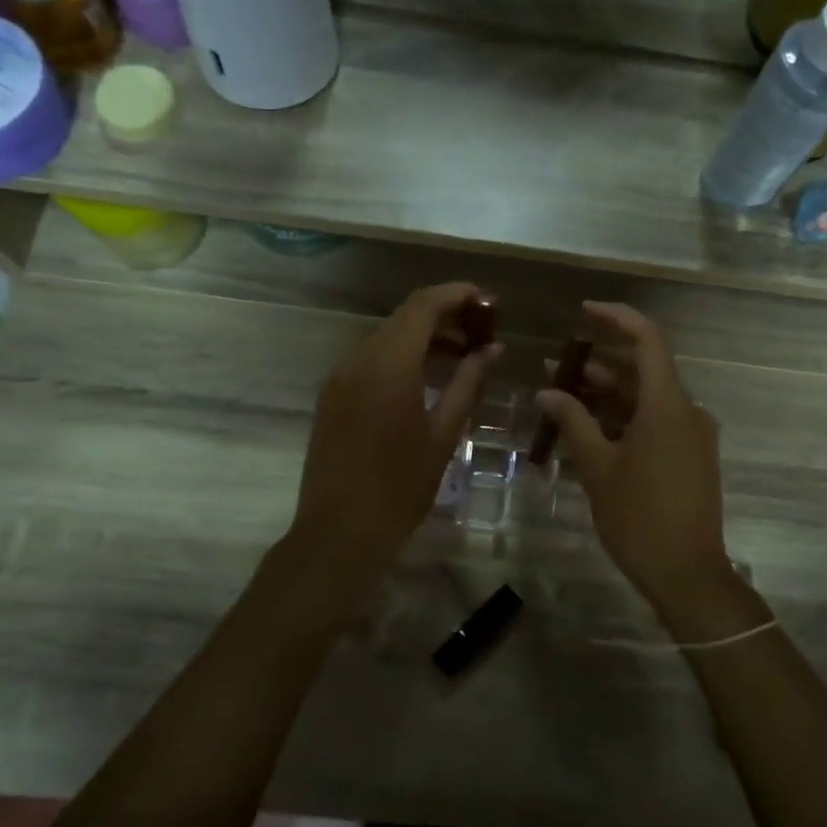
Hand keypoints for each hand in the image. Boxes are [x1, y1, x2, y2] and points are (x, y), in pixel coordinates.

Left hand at [291, 282, 501, 576]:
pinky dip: (402, 356)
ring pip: (387, 337)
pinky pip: (371, 360)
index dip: (458, 295)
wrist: (339, 532)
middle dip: (445, 315)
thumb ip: (469, 384)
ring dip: (424, 337)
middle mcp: (359, 359)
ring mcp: (340, 377)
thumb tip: (493, 350)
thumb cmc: (400, 487)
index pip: (424, 305)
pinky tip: (427, 378)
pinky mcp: (332, 396)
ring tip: (463, 356)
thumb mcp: (443, 434)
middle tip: (483, 332)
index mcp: (389, 364)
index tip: (491, 303)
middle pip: (405, 317)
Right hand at [536, 302, 734, 606]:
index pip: (648, 340)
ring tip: (564, 396)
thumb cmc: (639, 517)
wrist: (687, 573)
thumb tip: (548, 391)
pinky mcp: (692, 455)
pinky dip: (625, 417)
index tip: (584, 311)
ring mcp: (693, 434)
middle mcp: (687, 410)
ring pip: (648, 398)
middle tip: (557, 366)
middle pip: (644, 370)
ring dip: (610, 394)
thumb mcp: (598, 468)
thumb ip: (573, 422)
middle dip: (600, 364)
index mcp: (667, 405)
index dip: (617, 318)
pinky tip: (591, 429)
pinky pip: (657, 422)